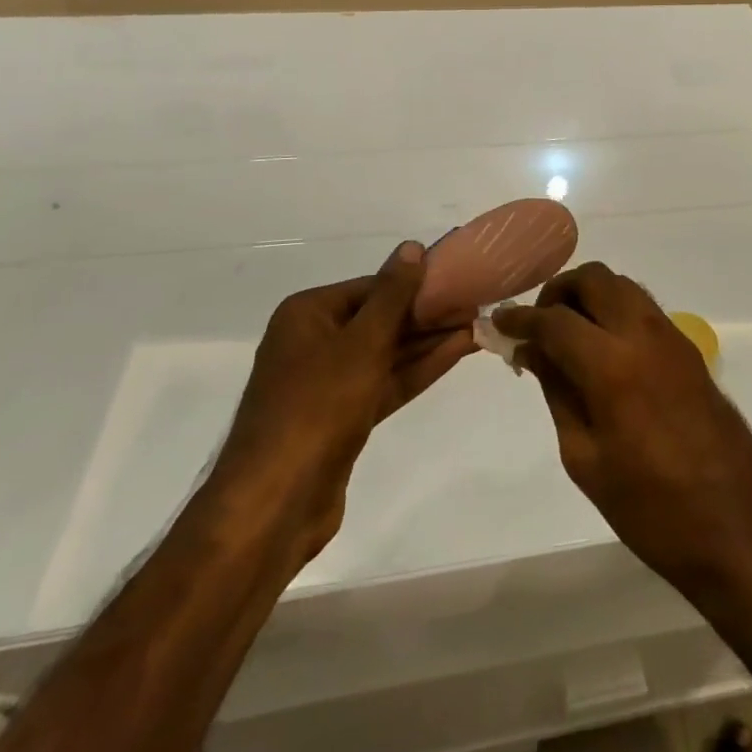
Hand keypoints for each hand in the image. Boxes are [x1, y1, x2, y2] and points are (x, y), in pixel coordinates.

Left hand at [216, 242, 476, 563]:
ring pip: (386, 353)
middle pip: (380, 318)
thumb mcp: (362, 342)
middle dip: (427, 315)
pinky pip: (384, 382)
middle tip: (476, 304)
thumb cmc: (317, 406)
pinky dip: (417, 370)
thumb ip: (393, 294)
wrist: (275, 504)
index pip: (372, 286)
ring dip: (429, 342)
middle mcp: (314, 341)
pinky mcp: (342, 418)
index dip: (416, 284)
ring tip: (476, 326)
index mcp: (307, 314)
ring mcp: (327, 383)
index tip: (459, 281)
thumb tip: (412, 246)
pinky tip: (456, 354)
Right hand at [494, 264, 751, 591]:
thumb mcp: (586, 459)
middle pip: (594, 279)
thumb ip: (558, 393)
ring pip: (622, 286)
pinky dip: (615, 310)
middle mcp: (644, 335)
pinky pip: (643, 308)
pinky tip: (603, 349)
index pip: (555, 320)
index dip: (522, 318)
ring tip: (568, 335)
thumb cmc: (652, 510)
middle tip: (538, 325)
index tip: (500, 322)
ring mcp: (672, 338)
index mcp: (613, 365)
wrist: (740, 529)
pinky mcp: (690, 350)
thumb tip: (534, 351)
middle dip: (559, 291)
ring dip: (590, 296)